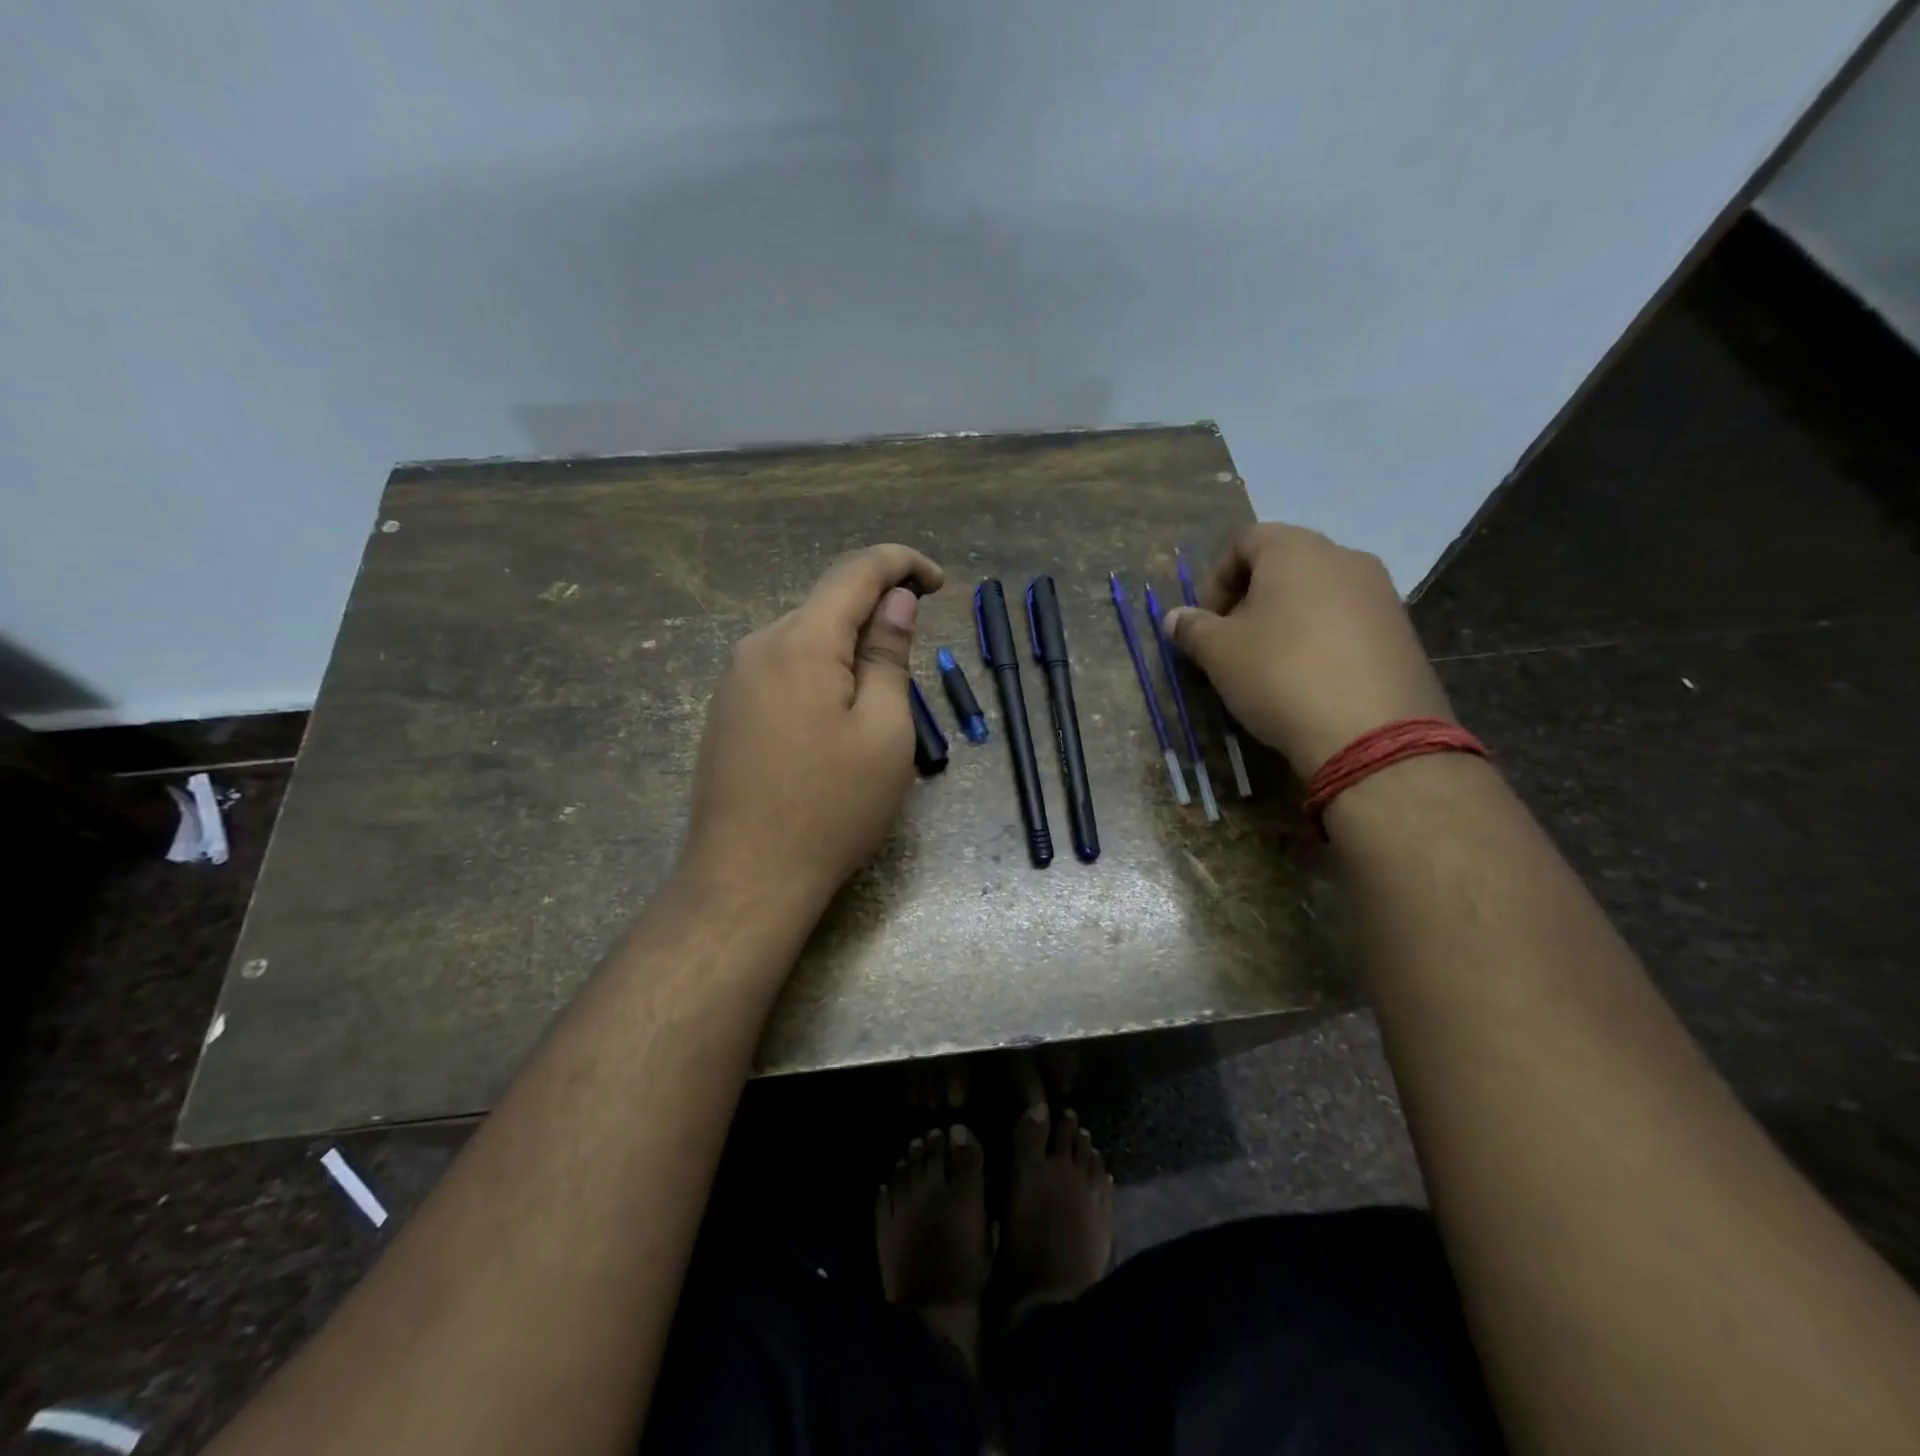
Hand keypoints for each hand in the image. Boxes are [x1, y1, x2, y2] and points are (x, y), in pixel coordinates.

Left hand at [681, 543, 944, 912]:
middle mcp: (759, 646)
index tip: (938, 583)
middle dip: (876, 615)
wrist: (746, 878)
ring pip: (806, 639)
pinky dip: (821, 674)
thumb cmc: (831, 807)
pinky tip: (833, 723)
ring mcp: (735, 680)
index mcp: (801, 642)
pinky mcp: (727, 711)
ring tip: (877, 706)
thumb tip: (895, 600)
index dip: (902, 563)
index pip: (856, 571)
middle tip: (912, 663)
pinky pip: (784, 670)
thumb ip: (889, 656)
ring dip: (849, 650)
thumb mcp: (884, 732)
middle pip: (827, 605)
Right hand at [1162, 524, 1453, 775]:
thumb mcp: (1218, 653)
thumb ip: (1192, 628)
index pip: (1245, 541)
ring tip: (1271, 665)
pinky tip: (1310, 680)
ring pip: (1318, 594)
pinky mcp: (1403, 630)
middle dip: (1251, 600)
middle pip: (1284, 565)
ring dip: (1287, 620)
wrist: (1371, 731)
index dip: (1216, 580)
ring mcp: (1381, 592)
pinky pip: (1348, 622)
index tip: (1206, 622)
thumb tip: (1174, 618)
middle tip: (1233, 644)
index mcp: (1296, 549)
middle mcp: (1344, 556)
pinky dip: (1322, 640)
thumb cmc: (1279, 674)